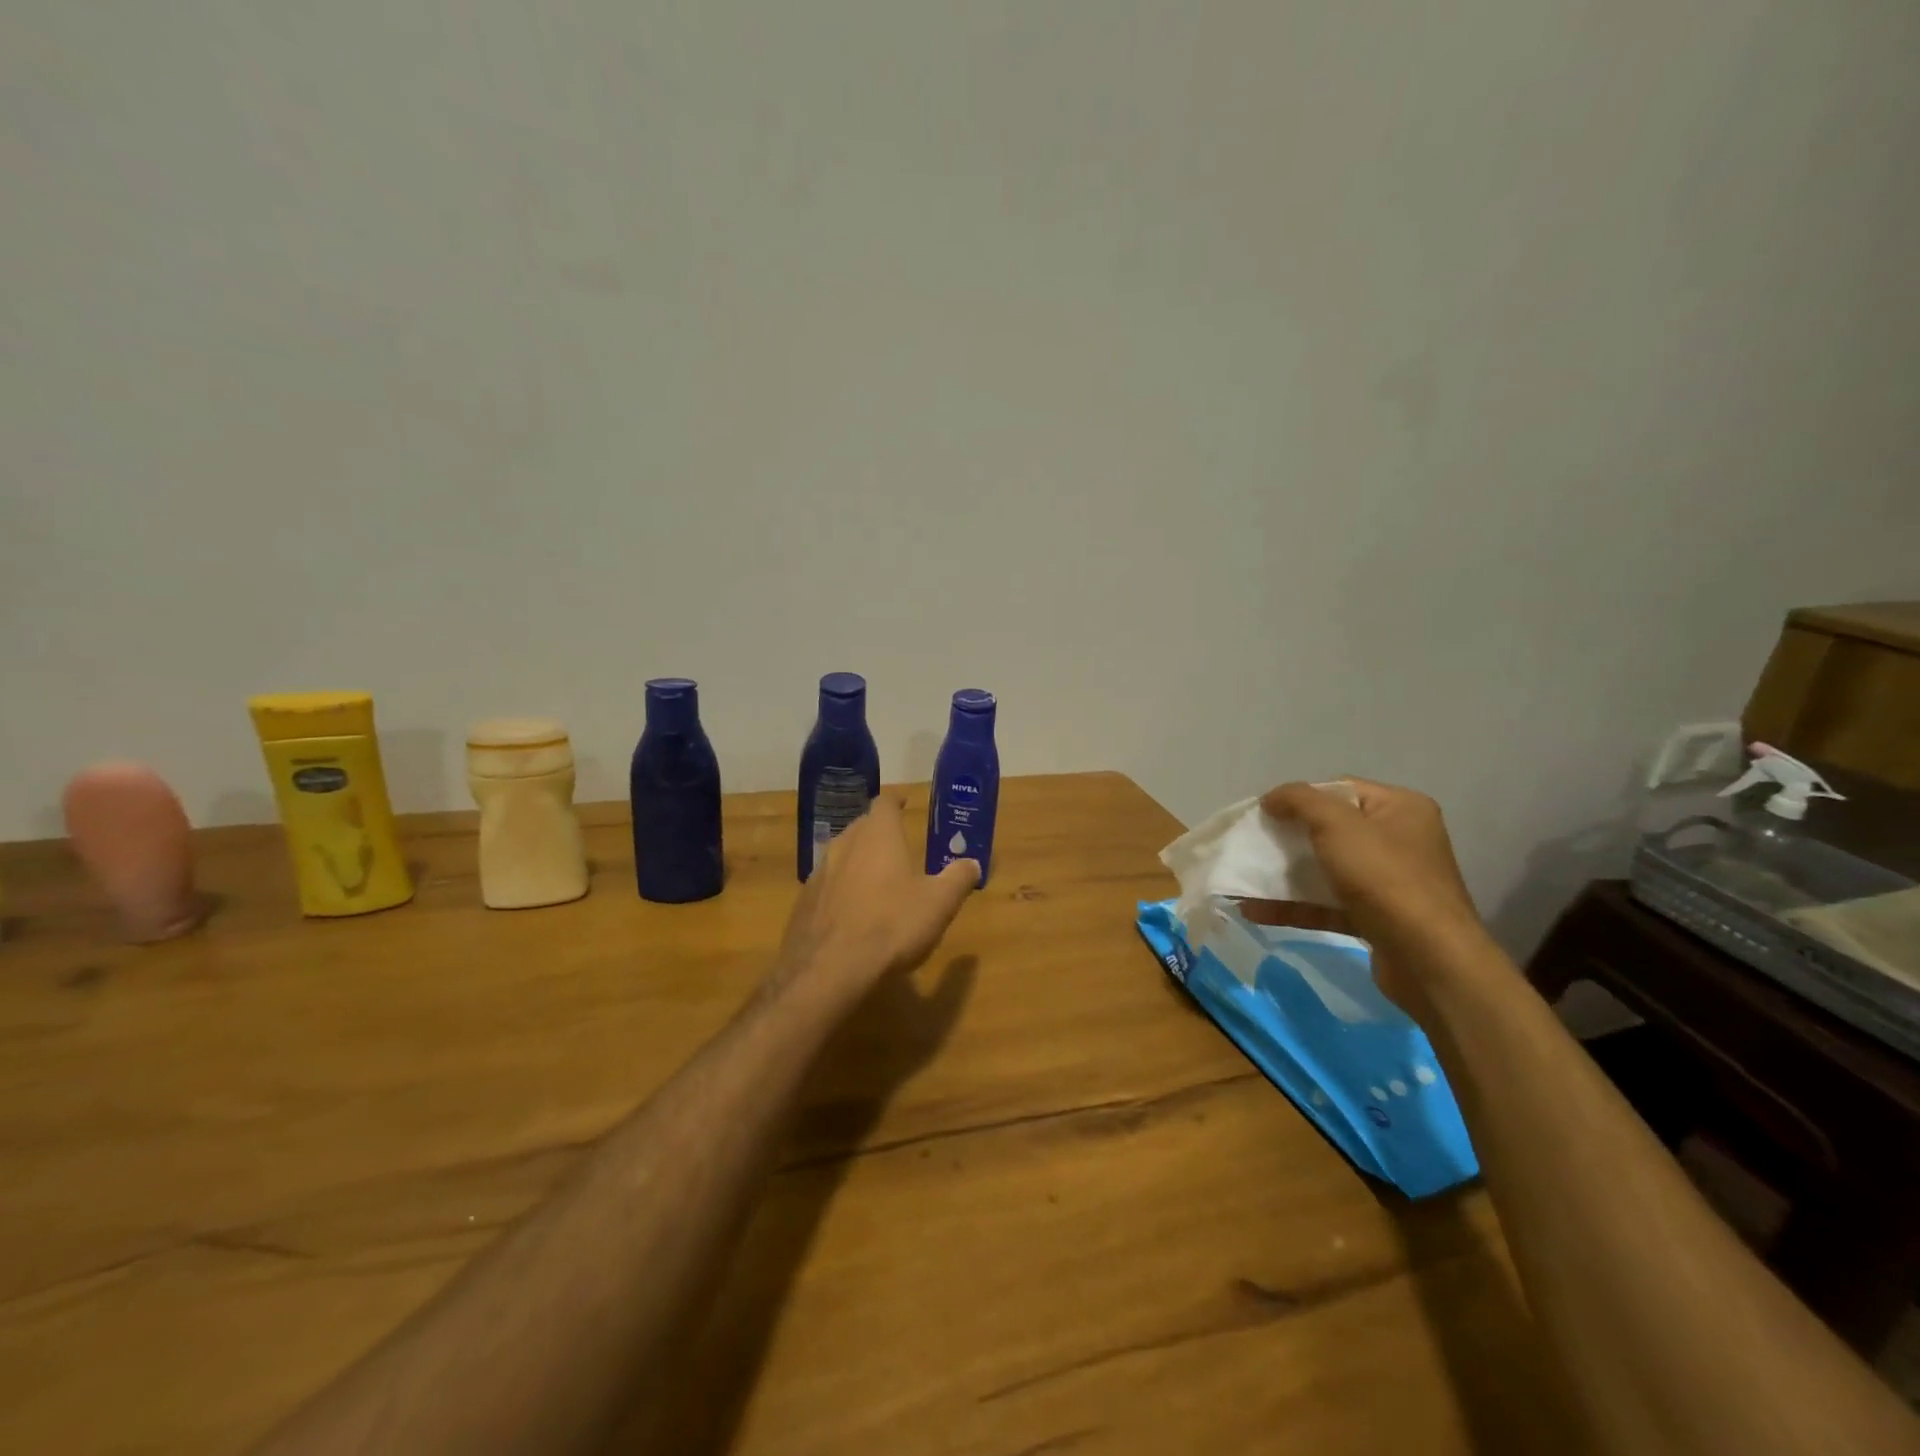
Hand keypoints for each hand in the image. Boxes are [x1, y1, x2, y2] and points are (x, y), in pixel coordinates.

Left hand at [773, 793, 979, 999]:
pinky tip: (850, 910)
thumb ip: (958, 878)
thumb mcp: (939, 903)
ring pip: (841, 854)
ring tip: (874, 876)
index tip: (904, 801)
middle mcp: (845, 844)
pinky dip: (840, 889)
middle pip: (861, 826)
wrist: (829, 969)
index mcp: (878, 836)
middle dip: (877, 831)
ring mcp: (819, 872)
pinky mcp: (803, 902)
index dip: (895, 800)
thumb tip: (973, 863)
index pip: (884, 803)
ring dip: (857, 859)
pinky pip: (826, 885)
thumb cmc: (892, 925)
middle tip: (896, 842)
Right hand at [1260, 778, 1491, 1018]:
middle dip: (1287, 837)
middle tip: (1252, 843)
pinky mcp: (1375, 919)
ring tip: (1243, 878)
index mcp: (1400, 808)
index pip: (1340, 790)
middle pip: (1330, 830)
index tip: (1264, 813)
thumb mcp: (1337, 825)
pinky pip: (1326, 904)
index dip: (1300, 798)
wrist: (1428, 959)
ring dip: (1284, 874)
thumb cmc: (1384, 878)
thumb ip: (1300, 801)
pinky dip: (1293, 906)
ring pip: (1325, 869)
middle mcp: (1399, 841)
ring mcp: (1388, 883)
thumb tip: (1272, 798)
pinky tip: (1254, 910)